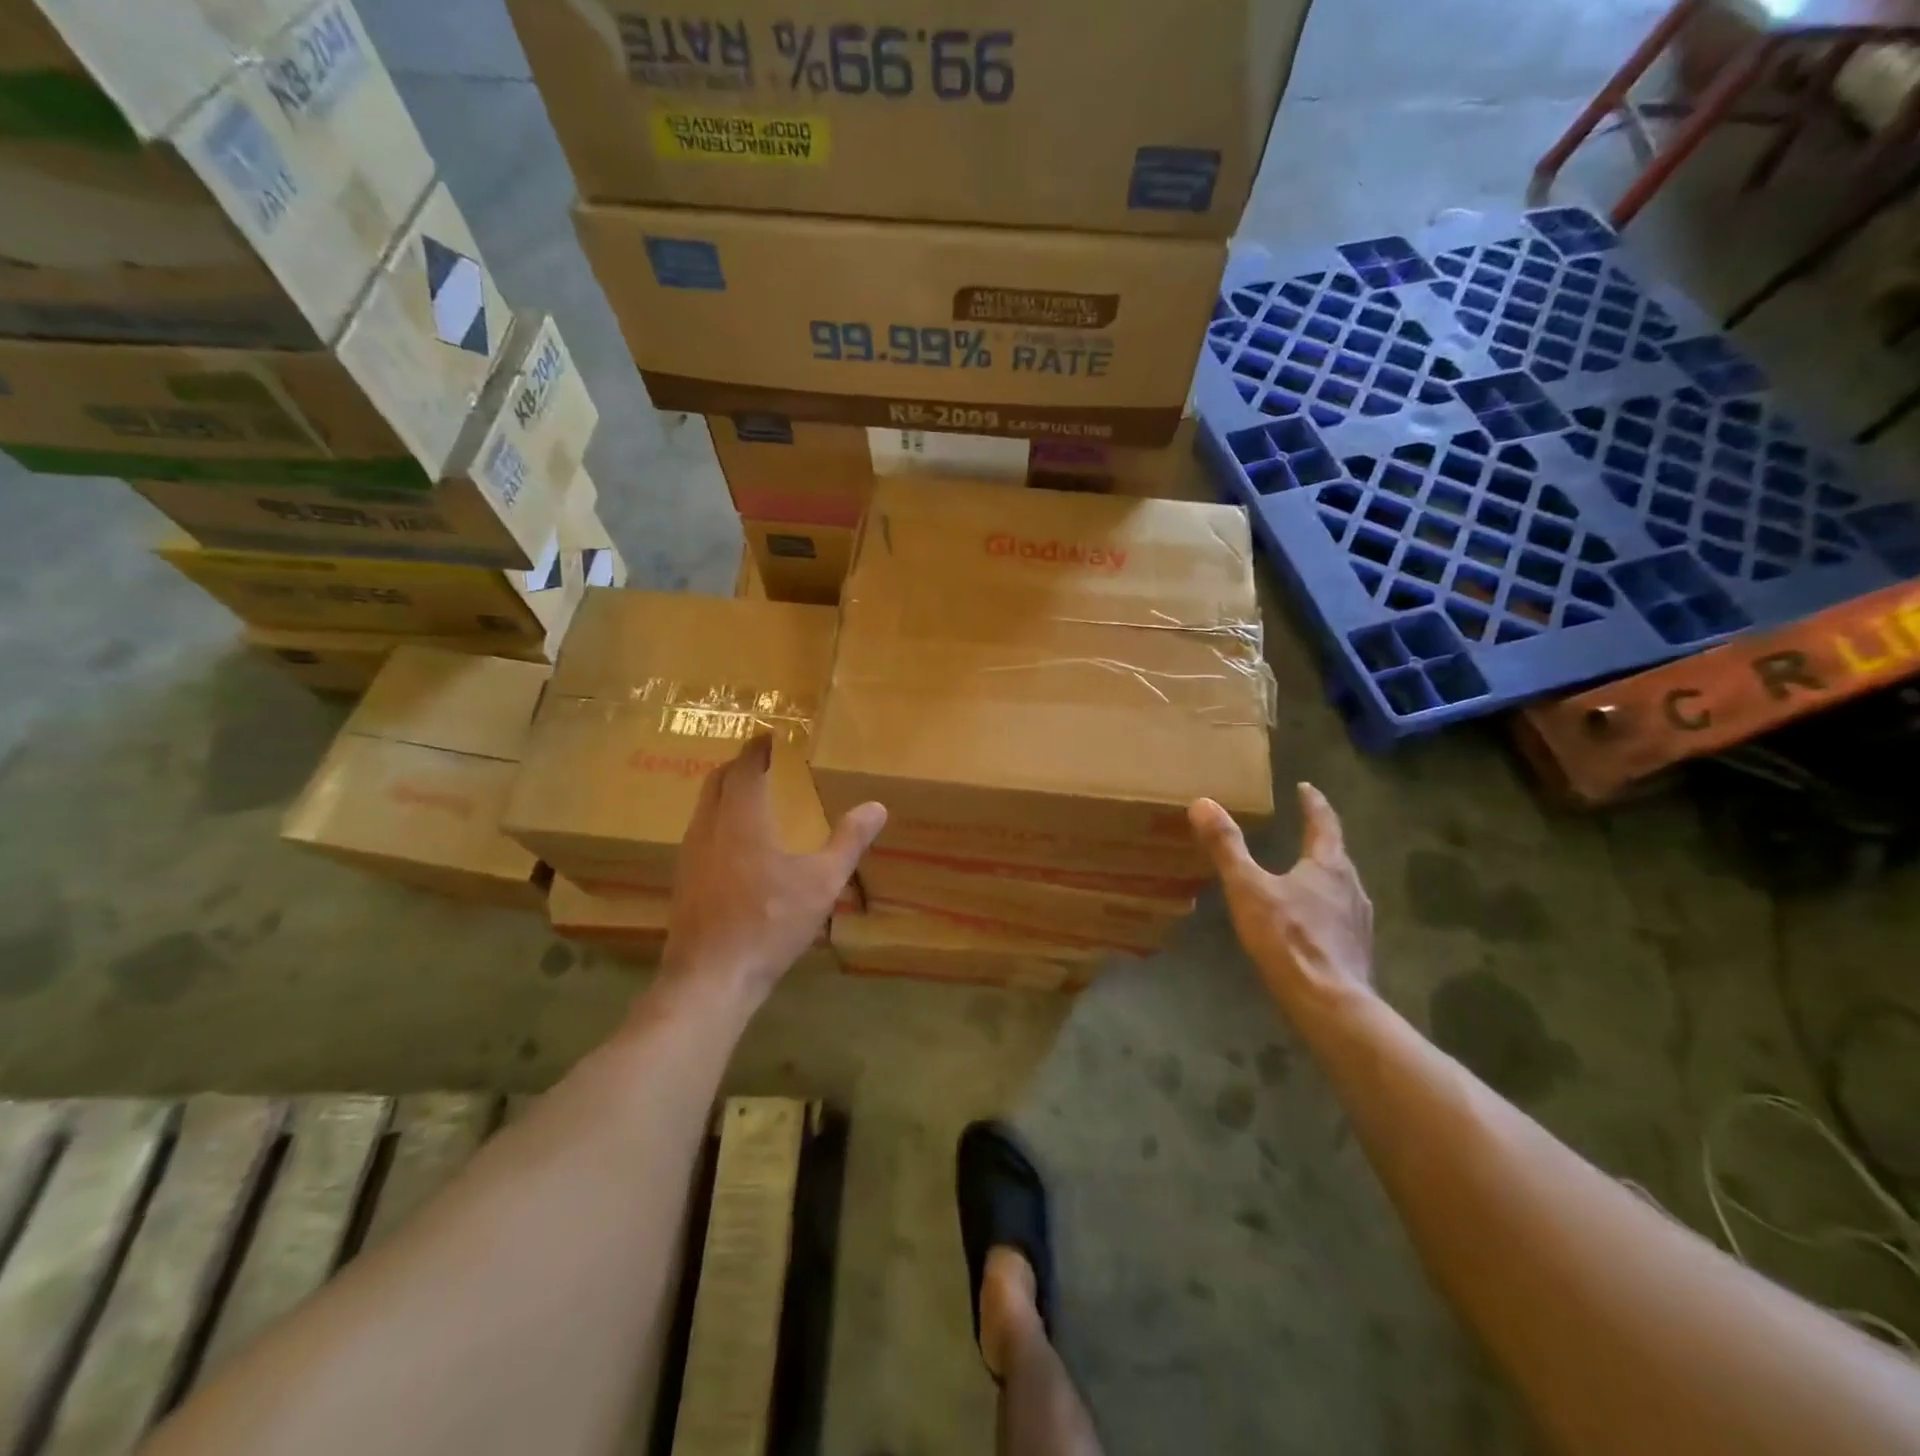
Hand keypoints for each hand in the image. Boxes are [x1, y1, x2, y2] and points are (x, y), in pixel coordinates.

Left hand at [664, 735, 885, 1004]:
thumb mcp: (821, 882)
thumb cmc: (770, 923)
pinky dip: (717, 820)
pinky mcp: (683, 881)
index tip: (768, 737)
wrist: (712, 977)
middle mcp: (709, 828)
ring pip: (704, 808)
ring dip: (724, 793)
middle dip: (738, 766)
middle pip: (717, 782)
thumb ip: (848, 841)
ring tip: (750, 797)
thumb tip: (876, 806)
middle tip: (761, 762)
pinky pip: (700, 833)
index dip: (757, 749)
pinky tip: (735, 846)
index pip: (745, 768)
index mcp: (741, 819)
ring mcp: (690, 855)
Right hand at [1190, 784, 1374, 1021]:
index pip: (1324, 823)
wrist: (1330, 1005)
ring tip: (1303, 875)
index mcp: (1329, 866)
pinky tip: (1309, 922)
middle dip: (1319, 840)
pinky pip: (1340, 917)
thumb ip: (1226, 847)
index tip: (1306, 788)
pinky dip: (1324, 908)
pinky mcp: (1357, 950)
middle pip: (1336, 855)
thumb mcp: (1248, 888)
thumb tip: (1203, 803)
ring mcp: (1358, 921)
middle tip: (1302, 829)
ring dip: (1323, 875)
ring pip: (1340, 887)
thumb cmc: (1288, 939)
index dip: (1313, 804)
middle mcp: (1352, 887)